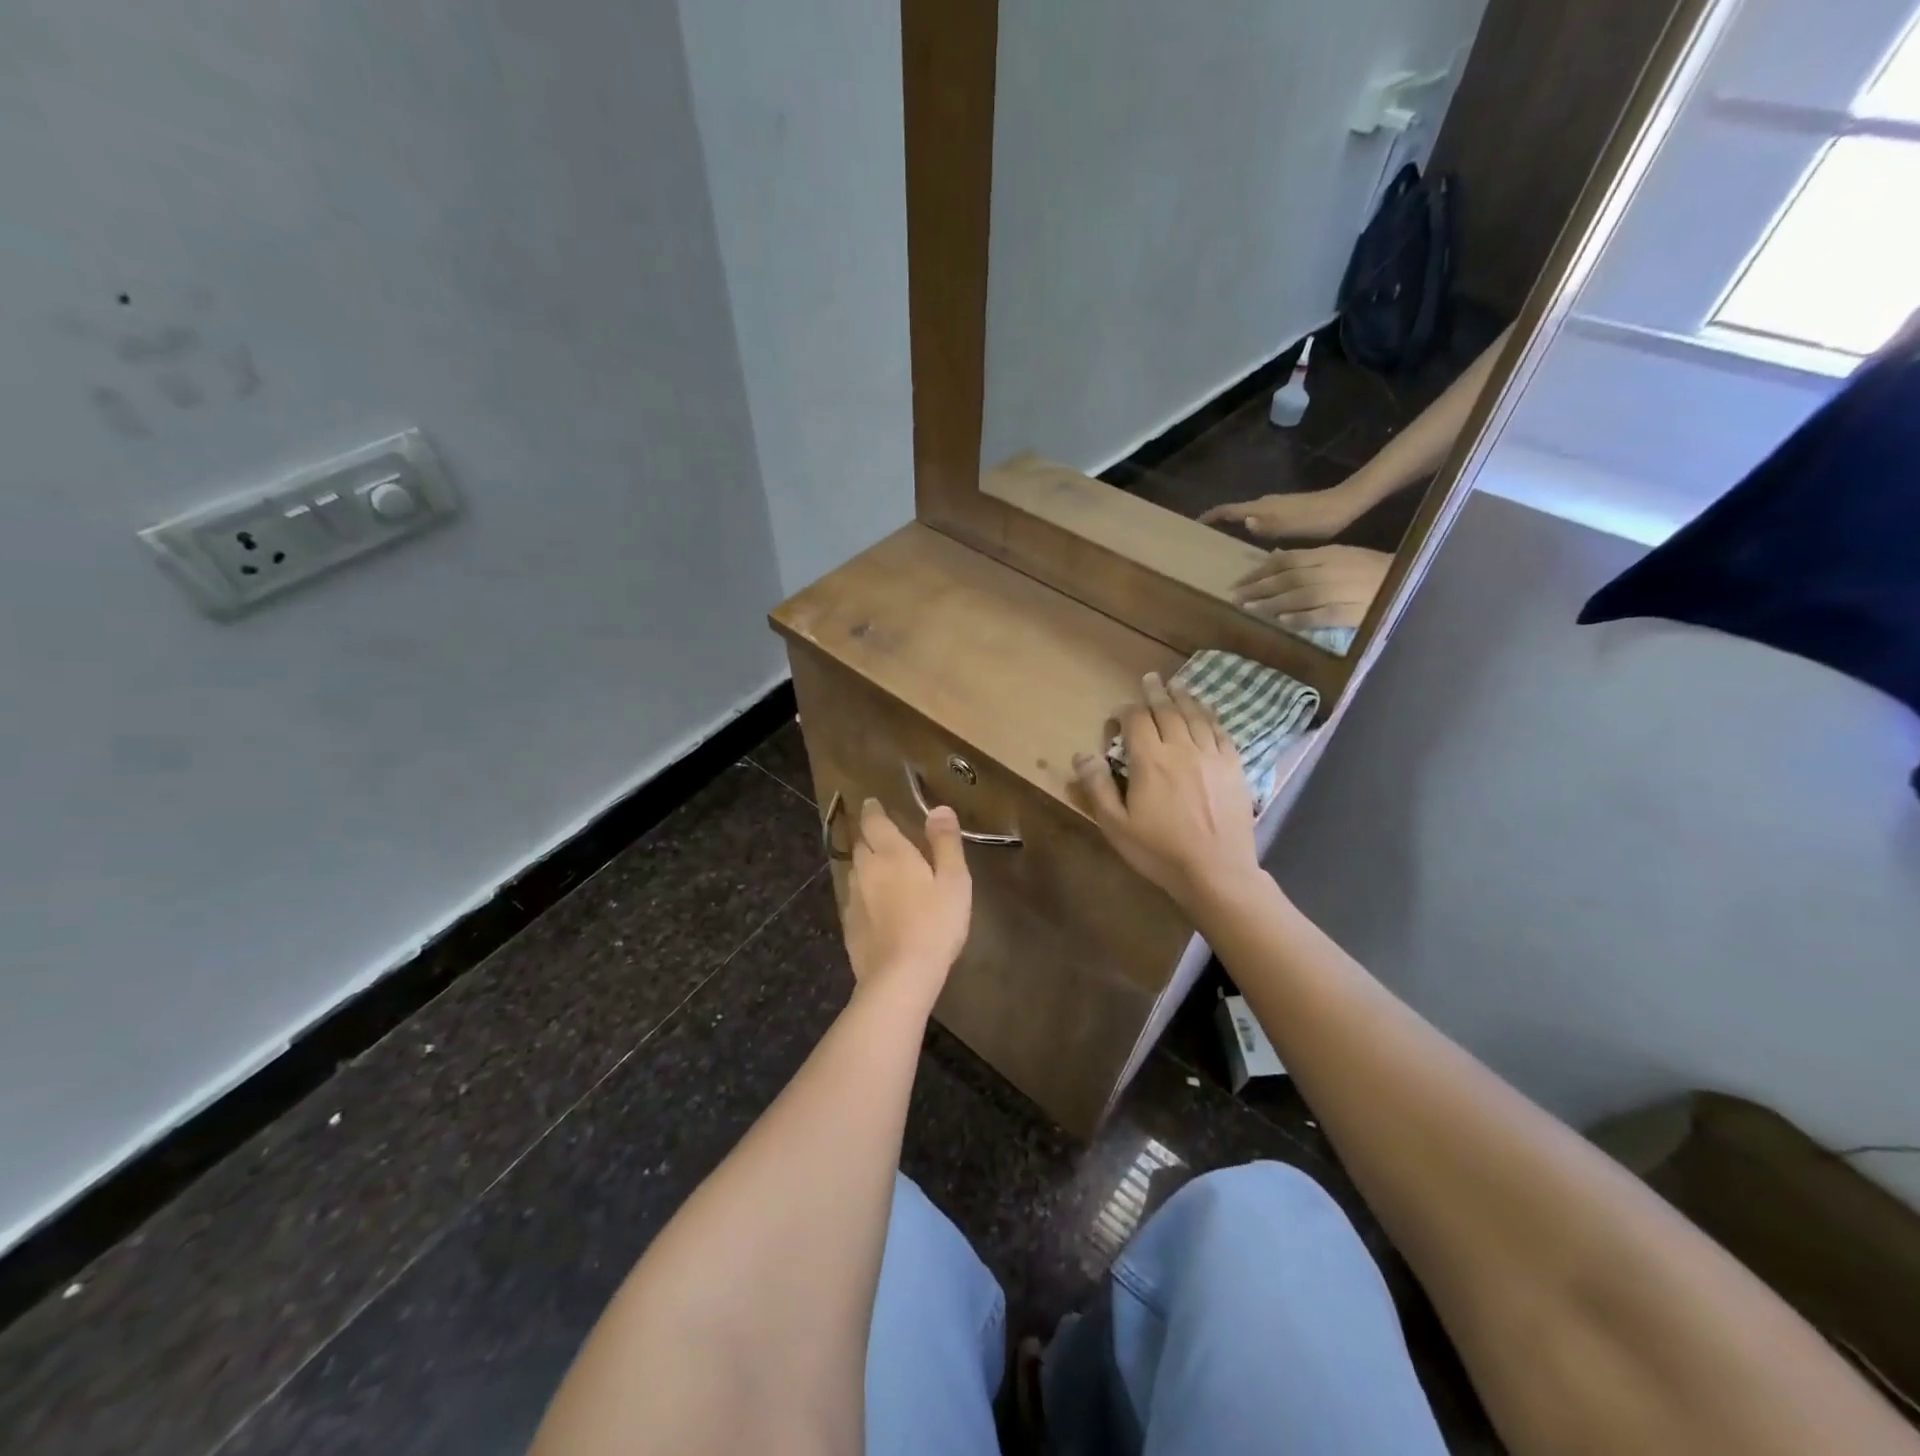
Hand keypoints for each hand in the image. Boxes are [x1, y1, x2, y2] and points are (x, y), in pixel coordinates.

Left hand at [842, 799, 971, 1013]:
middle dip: (868, 835)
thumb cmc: (934, 924)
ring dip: (865, 864)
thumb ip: (945, 842)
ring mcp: (853, 899)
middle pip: (861, 844)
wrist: (900, 977)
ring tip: (879, 868)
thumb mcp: (953, 881)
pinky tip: (875, 906)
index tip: (872, 803)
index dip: (873, 810)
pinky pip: (854, 898)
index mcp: (891, 854)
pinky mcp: (850, 926)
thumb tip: (938, 808)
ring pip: (855, 871)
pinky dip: (864, 893)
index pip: (874, 822)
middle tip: (880, 834)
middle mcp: (866, 870)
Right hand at [1073, 674, 1259, 914]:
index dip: (1126, 710)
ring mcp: (1211, 756)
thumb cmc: (1159, 852)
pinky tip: (1206, 712)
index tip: (1120, 710)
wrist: (1216, 871)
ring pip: (1195, 716)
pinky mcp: (1234, 767)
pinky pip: (1220, 732)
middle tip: (1151, 678)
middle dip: (1156, 693)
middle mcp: (1181, 749)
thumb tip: (1081, 755)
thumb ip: (1098, 787)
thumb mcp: (1116, 825)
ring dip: (1184, 697)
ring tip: (1177, 685)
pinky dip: (1210, 716)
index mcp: (1150, 761)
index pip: (1136, 721)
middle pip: (1167, 711)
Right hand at [1198, 484, 1363, 541]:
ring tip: (1222, 541)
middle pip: (1234, 511)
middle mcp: (1264, 504)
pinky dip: (1246, 527)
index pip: (1228, 511)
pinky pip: (1256, 518)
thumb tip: (1245, 521)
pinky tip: (1250, 540)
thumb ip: (1267, 525)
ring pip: (1245, 514)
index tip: (1194, 525)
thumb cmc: (1318, 519)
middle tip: (1204, 539)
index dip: (1210, 517)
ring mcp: (1274, 506)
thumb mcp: (1292, 527)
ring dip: (1232, 525)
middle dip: (1217, 522)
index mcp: (1262, 509)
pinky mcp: (1283, 510)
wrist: (1345, 505)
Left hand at [1231, 545, 1388, 631]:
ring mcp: (1340, 590)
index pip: (1286, 561)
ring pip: (1298, 596)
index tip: (1239, 582)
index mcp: (1328, 554)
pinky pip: (1319, 615)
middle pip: (1287, 578)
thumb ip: (1309, 559)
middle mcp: (1330, 570)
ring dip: (1270, 603)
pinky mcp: (1350, 611)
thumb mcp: (1341, 555)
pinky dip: (1299, 618)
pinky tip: (1282, 622)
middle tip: (1235, 597)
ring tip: (1249, 610)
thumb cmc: (1373, 569)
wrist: (1413, 580)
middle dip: (1258, 588)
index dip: (1259, 572)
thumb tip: (1276, 558)